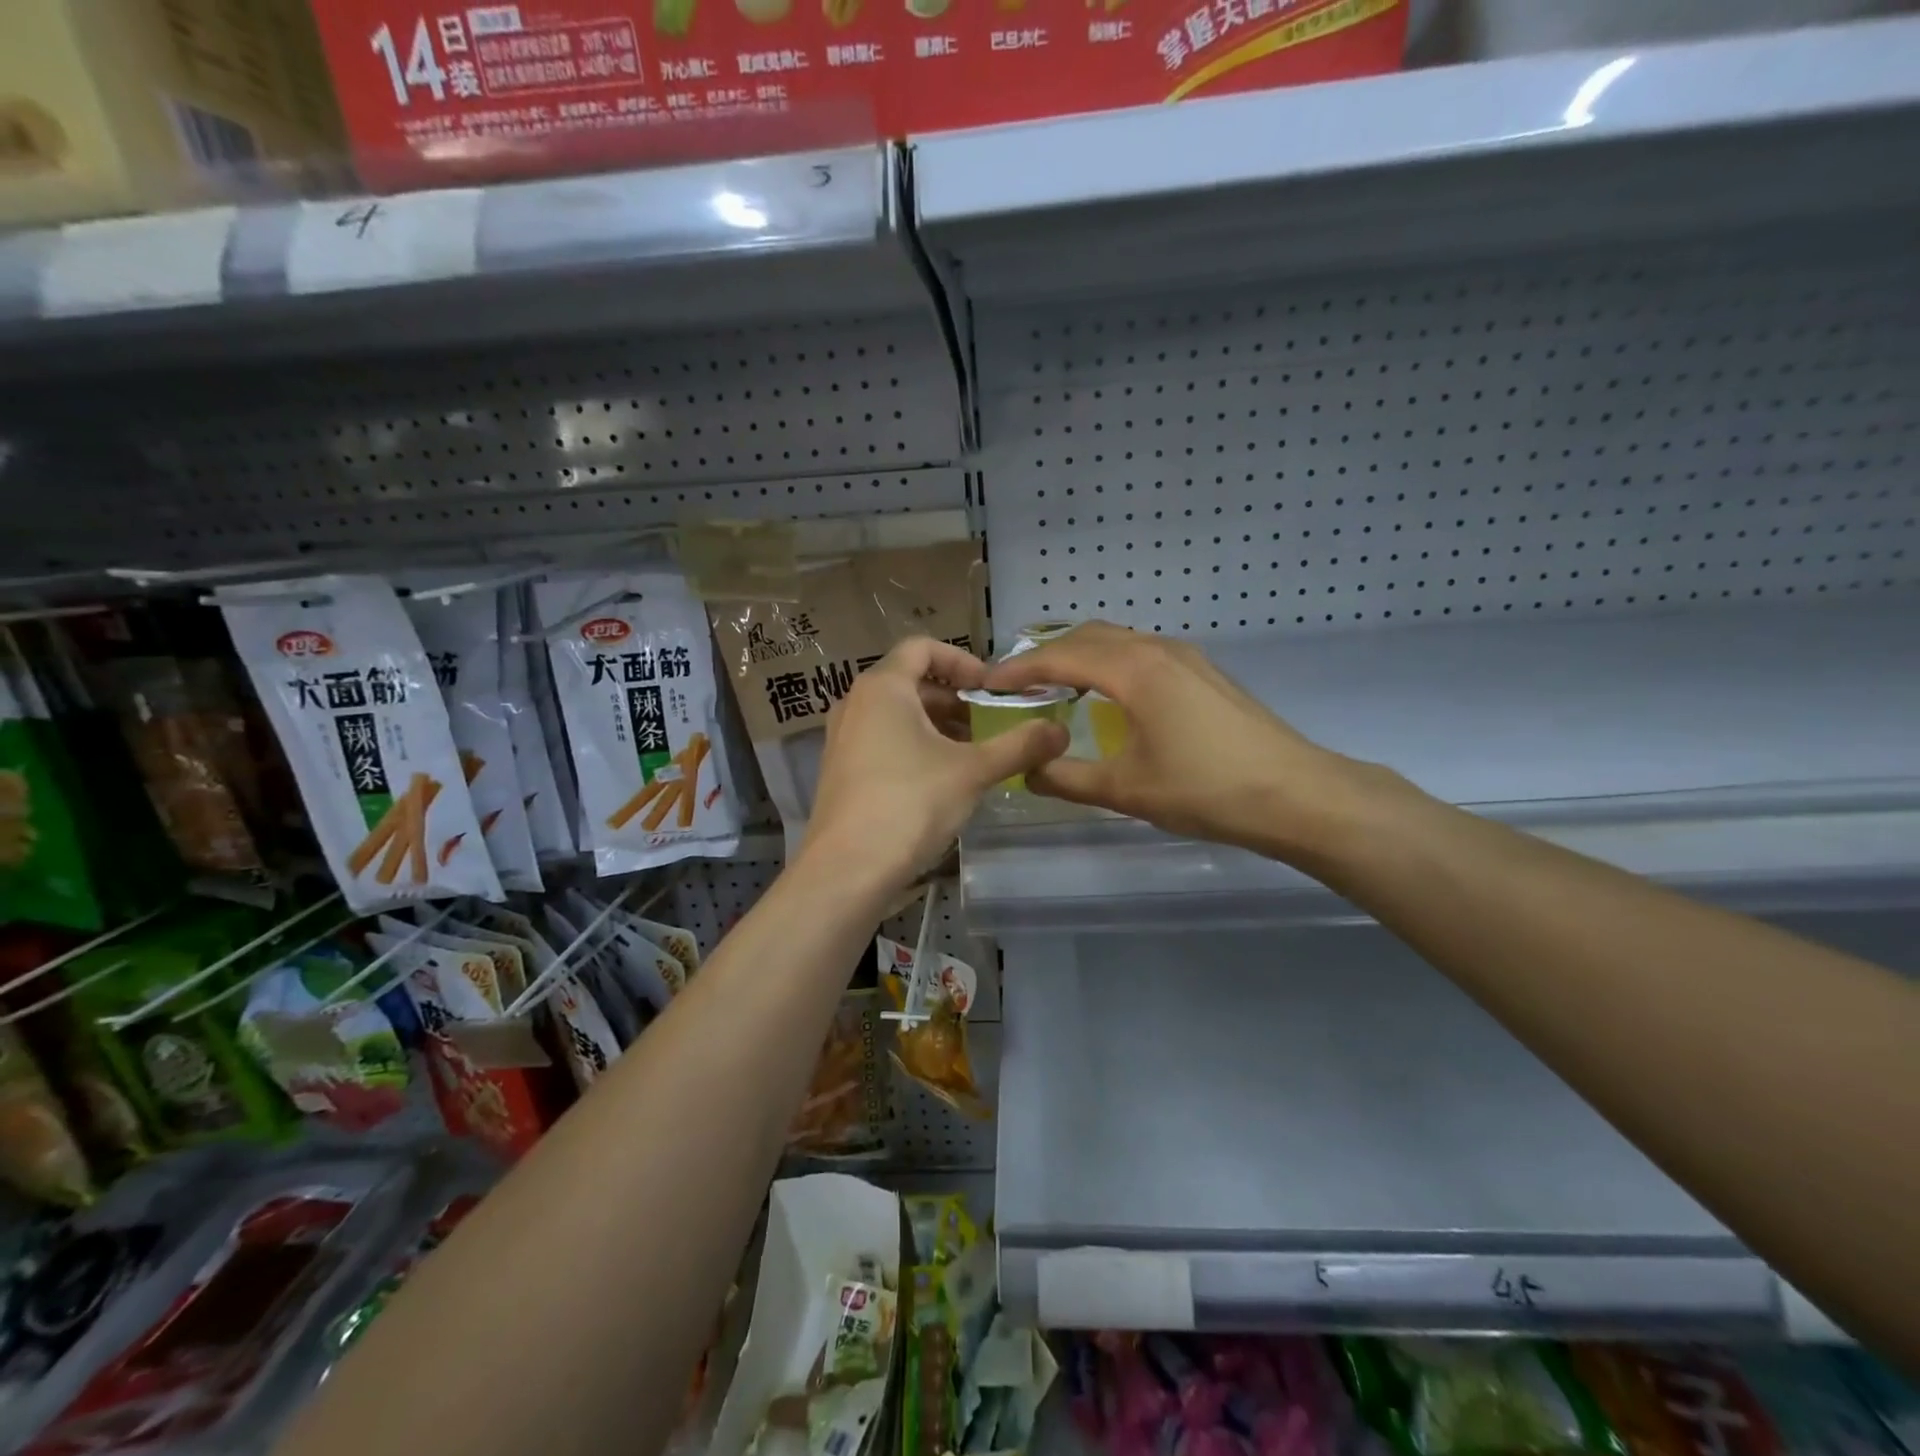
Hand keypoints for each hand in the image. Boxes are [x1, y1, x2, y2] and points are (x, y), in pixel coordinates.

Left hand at [803, 637, 1068, 894]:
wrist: (848, 870)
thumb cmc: (910, 803)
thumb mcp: (973, 771)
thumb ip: (1019, 745)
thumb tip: (1061, 731)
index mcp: (883, 687)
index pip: (923, 647)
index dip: (963, 661)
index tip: (991, 689)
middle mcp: (855, 703)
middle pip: (911, 681)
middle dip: (954, 699)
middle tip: (988, 724)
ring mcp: (842, 738)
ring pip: (896, 714)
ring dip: (936, 726)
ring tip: (971, 754)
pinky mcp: (840, 770)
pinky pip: (881, 740)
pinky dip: (913, 746)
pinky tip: (940, 780)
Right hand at [984, 621, 1376, 862]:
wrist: (1295, 794)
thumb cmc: (1205, 790)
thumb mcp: (1125, 789)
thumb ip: (1066, 778)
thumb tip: (1024, 772)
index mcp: (1134, 670)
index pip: (1059, 657)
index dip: (1018, 670)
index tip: (987, 685)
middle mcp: (1157, 649)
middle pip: (1087, 637)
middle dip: (1045, 655)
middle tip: (1016, 685)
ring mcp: (1185, 657)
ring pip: (1117, 640)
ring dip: (1079, 655)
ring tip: (1053, 687)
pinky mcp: (1203, 672)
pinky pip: (1141, 651)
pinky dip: (1109, 662)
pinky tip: (1107, 695)